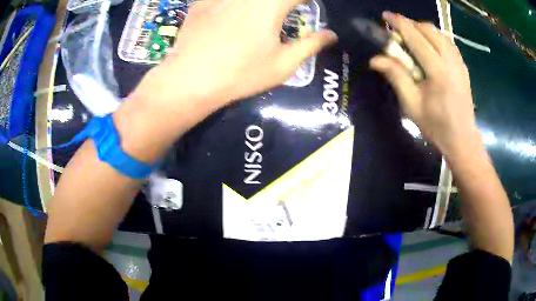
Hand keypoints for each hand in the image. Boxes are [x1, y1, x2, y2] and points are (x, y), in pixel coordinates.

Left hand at [131, 0, 336, 116]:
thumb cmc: (241, 74)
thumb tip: (331, 35)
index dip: (306, 0)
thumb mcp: (283, 64)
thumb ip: (311, 45)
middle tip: (286, 12)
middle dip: (284, 4)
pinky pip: (222, 0)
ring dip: (261, 6)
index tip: (308, 6)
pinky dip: (233, 6)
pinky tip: (231, 17)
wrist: (190, 79)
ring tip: (257, 23)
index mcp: (271, 4)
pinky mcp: (201, 3)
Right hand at [370, 12, 480, 157]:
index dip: (399, 23)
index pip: (415, 36)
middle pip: (428, 30)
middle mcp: (450, 60)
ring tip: (411, 37)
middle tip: (397, 31)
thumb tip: (375, 59)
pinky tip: (428, 45)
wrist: (462, 139)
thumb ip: (396, 76)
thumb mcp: (412, 105)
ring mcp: (459, 62)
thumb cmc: (436, 126)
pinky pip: (447, 41)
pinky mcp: (463, 66)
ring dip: (422, 29)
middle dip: (410, 24)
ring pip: (439, 33)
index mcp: (437, 70)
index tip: (385, 16)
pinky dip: (434, 37)